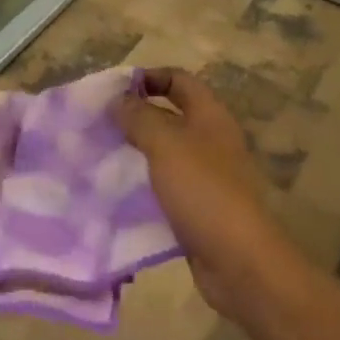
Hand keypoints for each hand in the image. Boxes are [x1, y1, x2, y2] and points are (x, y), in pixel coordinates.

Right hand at [114, 68, 298, 325]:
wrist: (239, 261)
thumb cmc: (203, 190)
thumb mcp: (165, 143)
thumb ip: (139, 117)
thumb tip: (118, 100)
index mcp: (210, 116)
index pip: (179, 79)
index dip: (148, 77)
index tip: (113, 90)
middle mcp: (211, 140)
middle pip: (170, 115)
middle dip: (136, 116)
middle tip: (100, 124)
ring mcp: (207, 176)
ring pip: (165, 152)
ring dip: (136, 152)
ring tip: (102, 156)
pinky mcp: (199, 208)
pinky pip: (166, 186)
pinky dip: (144, 185)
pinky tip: (118, 192)